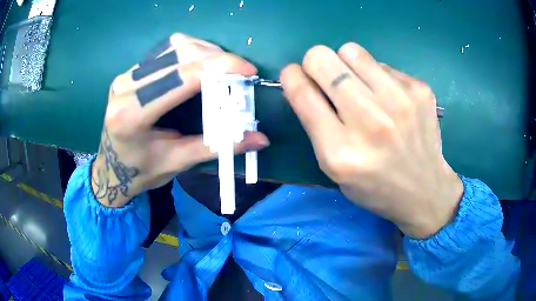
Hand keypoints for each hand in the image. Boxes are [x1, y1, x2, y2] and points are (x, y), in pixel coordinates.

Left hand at [91, 33, 268, 207]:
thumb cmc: (141, 171)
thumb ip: (217, 146)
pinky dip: (192, 53)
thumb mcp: (177, 162)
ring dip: (207, 52)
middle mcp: (125, 87)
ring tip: (225, 70)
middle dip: (217, 58)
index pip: (180, 78)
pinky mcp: (132, 71)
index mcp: (131, 114)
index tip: (248, 70)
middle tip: (241, 73)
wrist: (112, 167)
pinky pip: (167, 50)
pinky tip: (204, 66)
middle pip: (179, 54)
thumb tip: (261, 139)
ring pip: (174, 47)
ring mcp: (127, 75)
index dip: (219, 68)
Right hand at [280, 43, 462, 238]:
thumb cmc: (375, 185)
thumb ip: (315, 125)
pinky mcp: (419, 90)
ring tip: (360, 85)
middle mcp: (370, 121)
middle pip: (322, 59)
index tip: (294, 74)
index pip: (302, 92)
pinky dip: (377, 76)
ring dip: (347, 63)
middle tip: (327, 78)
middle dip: (316, 63)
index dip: (291, 76)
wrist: (425, 189)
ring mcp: (399, 101)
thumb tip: (305, 80)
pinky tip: (389, 99)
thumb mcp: (334, 170)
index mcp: (340, 151)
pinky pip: (382, 64)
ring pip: (351, 50)